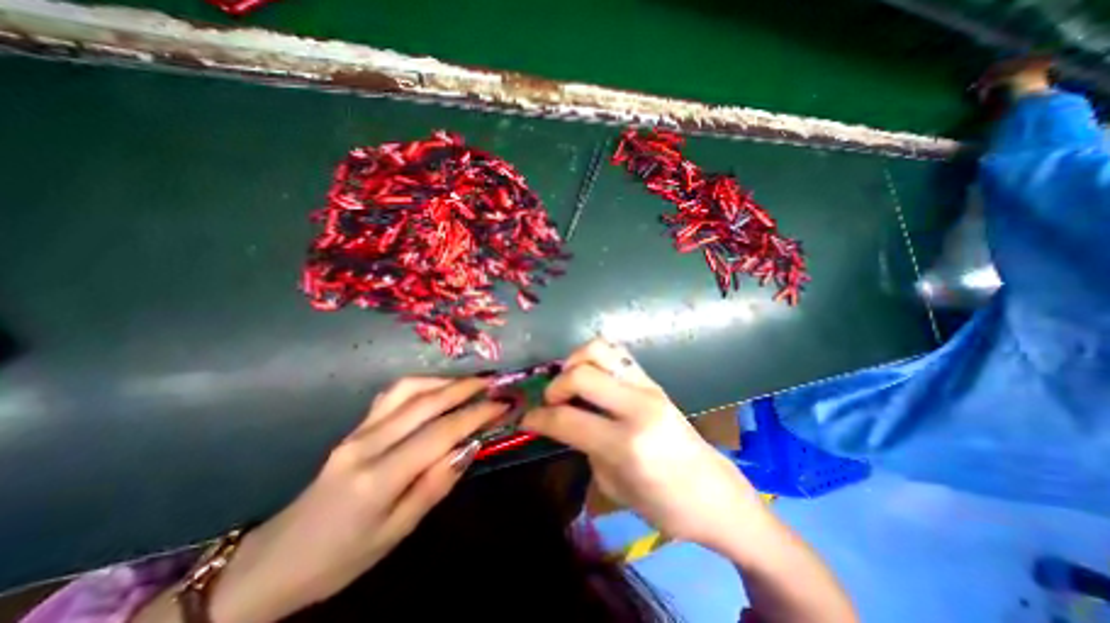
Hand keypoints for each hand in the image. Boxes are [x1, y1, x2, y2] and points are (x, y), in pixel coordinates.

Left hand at [221, 380, 505, 617]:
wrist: (274, 560)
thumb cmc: (341, 557)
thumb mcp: (396, 533)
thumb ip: (435, 485)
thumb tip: (470, 446)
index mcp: (378, 476)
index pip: (439, 433)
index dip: (475, 414)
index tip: (502, 404)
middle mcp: (367, 442)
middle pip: (425, 402)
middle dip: (465, 388)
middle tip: (494, 382)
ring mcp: (357, 430)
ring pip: (407, 389)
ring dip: (444, 380)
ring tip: (470, 382)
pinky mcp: (354, 427)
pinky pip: (392, 394)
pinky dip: (421, 383)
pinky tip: (436, 387)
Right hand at [519, 340, 764, 549]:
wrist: (715, 493)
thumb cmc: (665, 505)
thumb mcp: (613, 485)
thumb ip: (584, 446)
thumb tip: (563, 421)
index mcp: (626, 443)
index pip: (567, 419)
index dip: (538, 418)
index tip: (526, 420)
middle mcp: (637, 406)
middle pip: (581, 373)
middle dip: (555, 386)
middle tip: (552, 402)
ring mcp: (648, 387)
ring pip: (600, 349)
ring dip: (575, 362)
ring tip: (570, 382)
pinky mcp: (653, 380)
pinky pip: (617, 353)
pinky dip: (595, 357)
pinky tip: (591, 375)